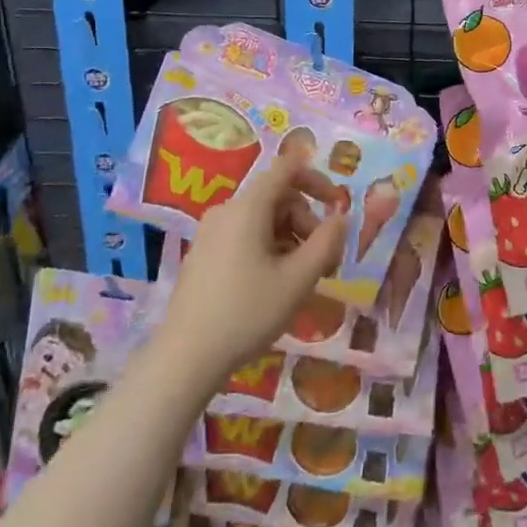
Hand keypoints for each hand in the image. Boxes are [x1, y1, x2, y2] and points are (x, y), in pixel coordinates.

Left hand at [157, 162, 349, 385]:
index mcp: (247, 208)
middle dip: (307, 222)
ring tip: (301, 279)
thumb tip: (341, 218)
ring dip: (290, 240)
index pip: (286, 169)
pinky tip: (274, 286)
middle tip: (324, 263)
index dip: (317, 180)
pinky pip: (244, 237)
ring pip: (263, 220)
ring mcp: (210, 233)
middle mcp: (226, 211)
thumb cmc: (247, 313)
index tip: (337, 208)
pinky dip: (268, 250)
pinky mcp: (203, 255)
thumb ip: (327, 242)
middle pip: (277, 198)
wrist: (186, 357)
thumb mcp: (299, 279)